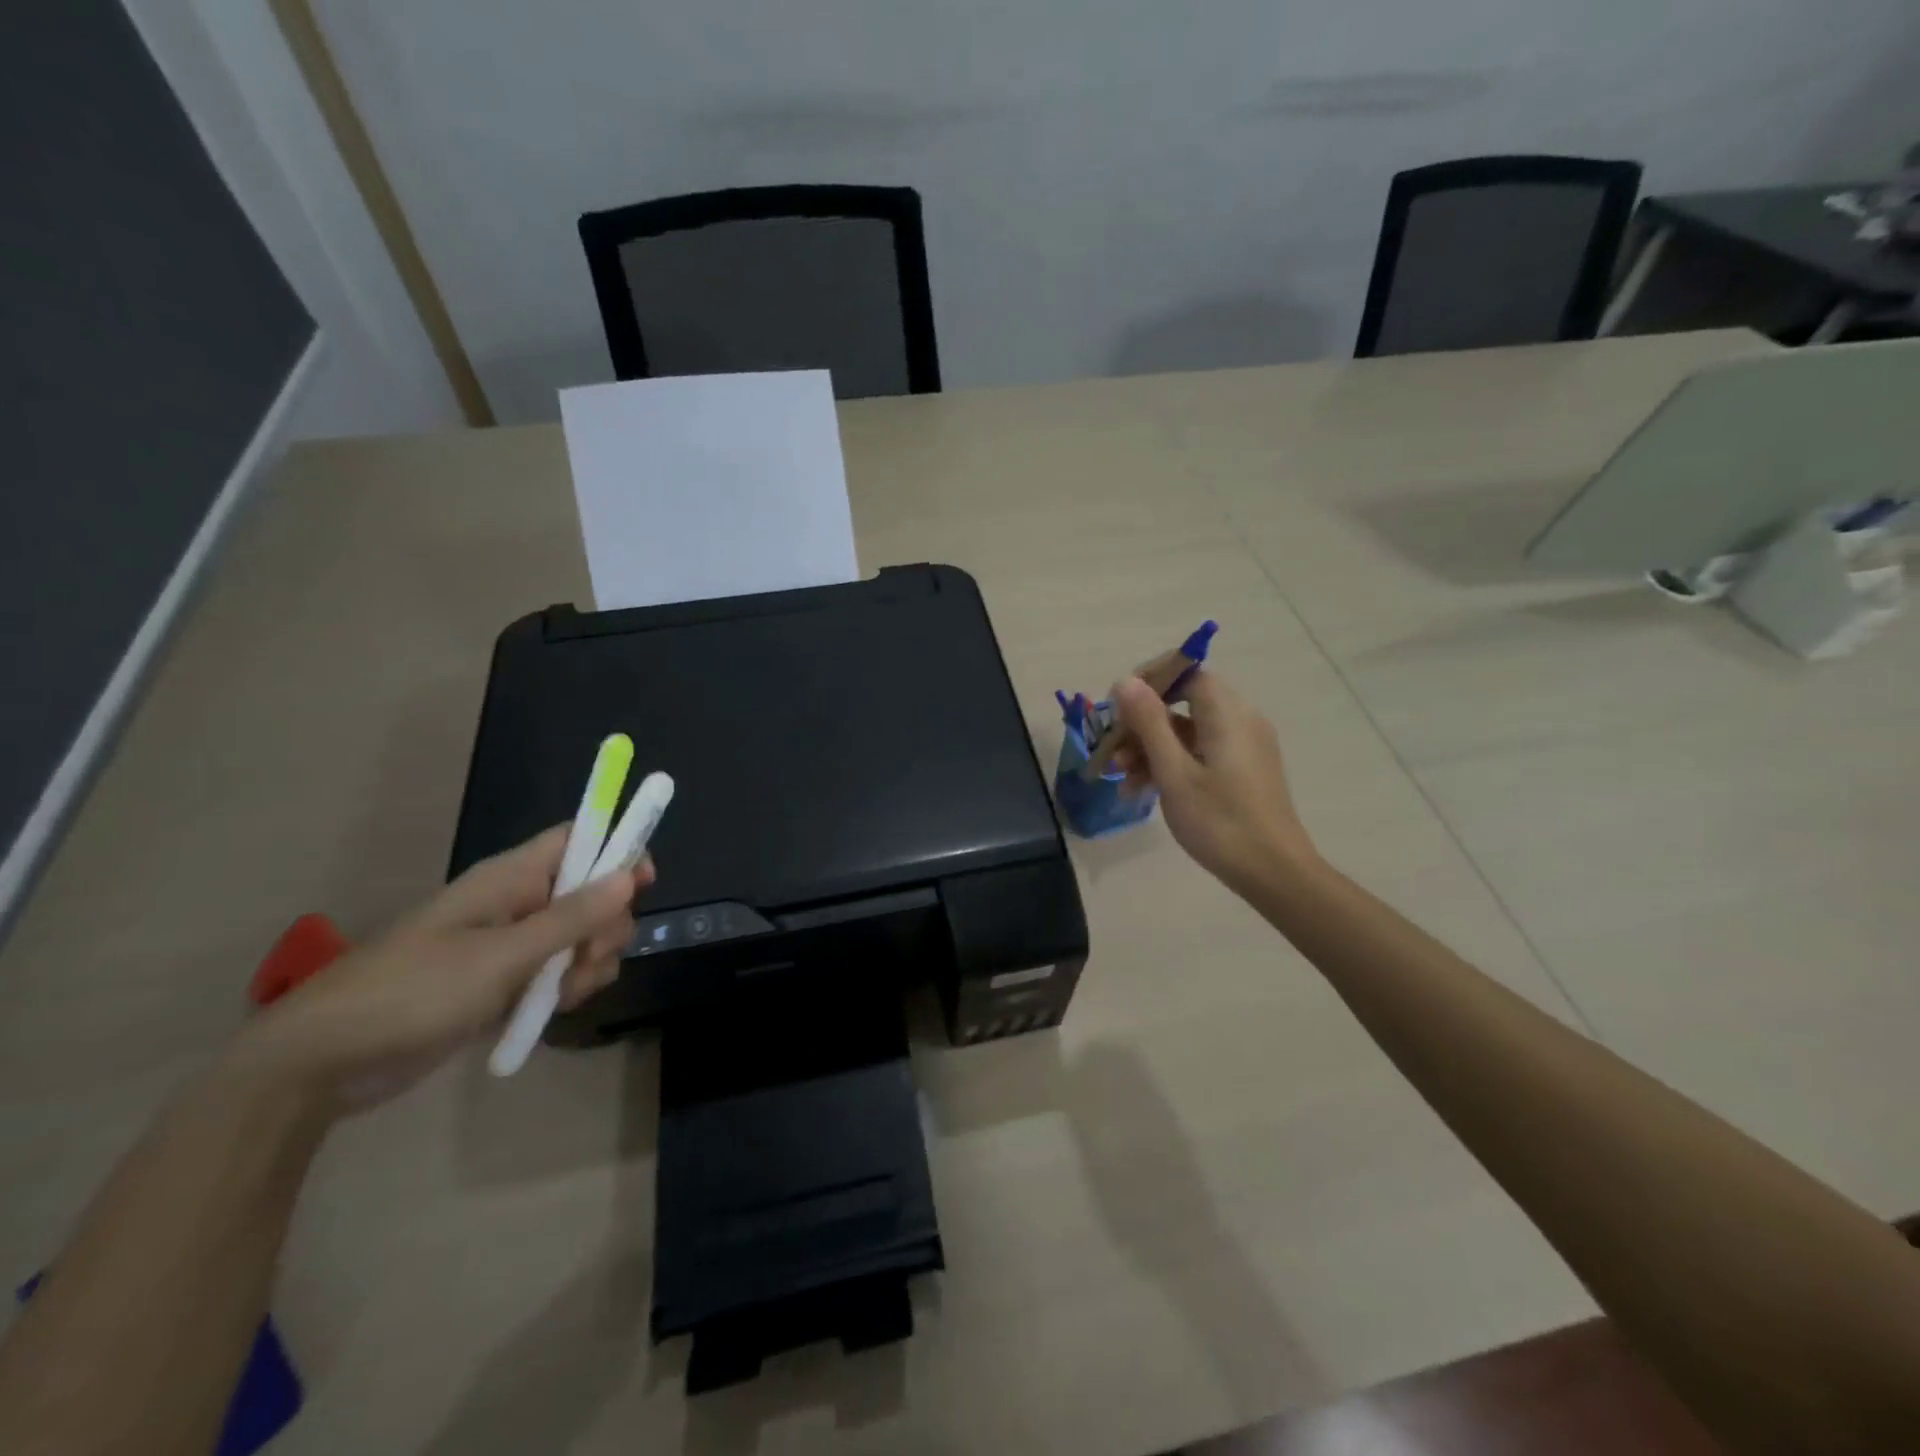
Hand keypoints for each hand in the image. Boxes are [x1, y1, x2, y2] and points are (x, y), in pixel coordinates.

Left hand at [229, 827, 650, 1115]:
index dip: (616, 848)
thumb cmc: (412, 993)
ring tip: (565, 993)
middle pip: (592, 892)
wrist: (324, 1064)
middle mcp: (516, 903)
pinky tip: (551, 1010)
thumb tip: (631, 874)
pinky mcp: (503, 984)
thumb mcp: (502, 957)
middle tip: (589, 957)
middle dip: (606, 925)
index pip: (578, 839)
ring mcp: (510, 945)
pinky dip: (567, 989)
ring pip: (580, 938)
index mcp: (509, 878)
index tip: (644, 881)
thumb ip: (571, 918)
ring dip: (589, 964)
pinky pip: (558, 973)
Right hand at [1114, 669, 1315, 895]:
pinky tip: (1143, 791)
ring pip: (1187, 731)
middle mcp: (1240, 720)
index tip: (1117, 707)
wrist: (1273, 873)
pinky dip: (1171, 764)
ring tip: (1121, 779)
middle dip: (1142, 724)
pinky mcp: (1243, 769)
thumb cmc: (1220, 822)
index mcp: (1227, 713)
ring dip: (1151, 748)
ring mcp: (1244, 746)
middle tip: (1112, 752)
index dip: (1149, 681)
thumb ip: (1149, 723)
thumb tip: (1126, 680)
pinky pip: (1200, 751)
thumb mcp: (1174, 773)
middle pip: (1183, 702)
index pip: (1187, 671)